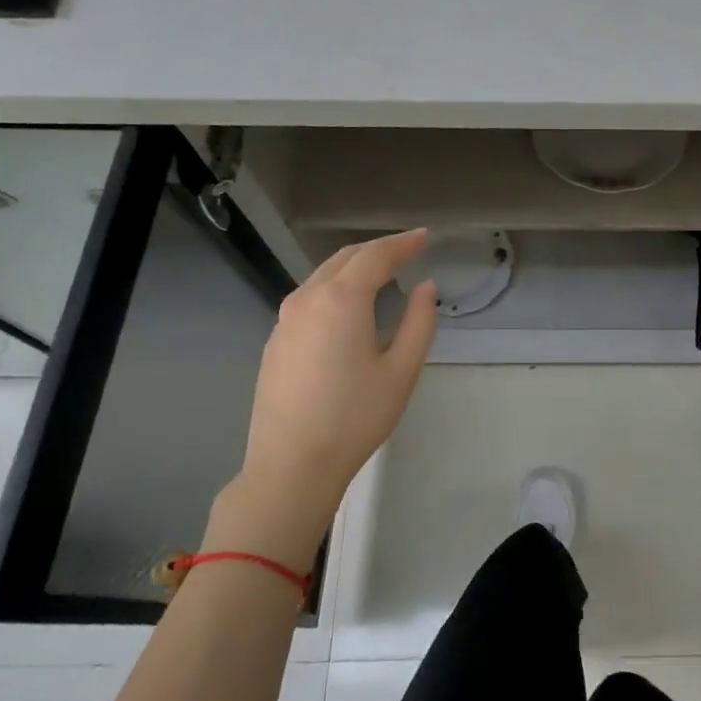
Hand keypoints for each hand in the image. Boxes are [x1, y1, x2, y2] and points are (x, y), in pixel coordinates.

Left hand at [208, 229, 437, 567]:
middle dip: (378, 250)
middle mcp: (307, 299)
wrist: (292, 463)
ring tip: (382, 275)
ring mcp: (285, 320)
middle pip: (345, 259)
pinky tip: (349, 308)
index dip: (403, 243)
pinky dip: (335, 290)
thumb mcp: (402, 370)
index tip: (424, 236)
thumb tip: (425, 288)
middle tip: (407, 250)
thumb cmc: (355, 416)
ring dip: (354, 268)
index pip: (376, 256)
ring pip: (323, 277)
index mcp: (341, 300)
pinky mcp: (275, 341)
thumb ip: (419, 322)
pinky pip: (309, 299)